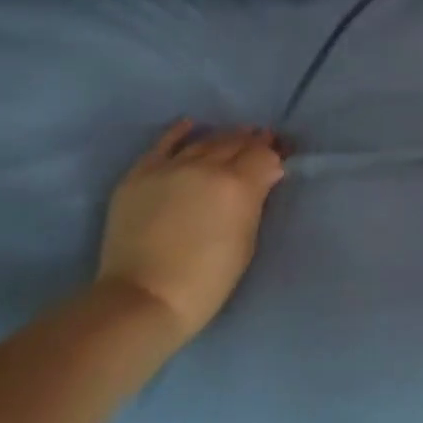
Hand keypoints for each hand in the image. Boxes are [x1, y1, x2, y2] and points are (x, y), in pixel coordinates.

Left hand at [97, 121, 286, 340]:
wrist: (145, 298)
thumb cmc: (207, 281)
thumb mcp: (246, 242)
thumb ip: (255, 202)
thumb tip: (264, 177)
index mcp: (237, 185)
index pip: (263, 156)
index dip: (275, 154)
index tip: (282, 156)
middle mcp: (205, 166)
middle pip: (236, 143)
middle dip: (253, 142)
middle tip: (263, 142)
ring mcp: (169, 167)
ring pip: (205, 141)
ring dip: (224, 137)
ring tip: (236, 137)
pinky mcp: (140, 174)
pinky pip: (164, 143)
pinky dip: (181, 132)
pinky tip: (192, 125)